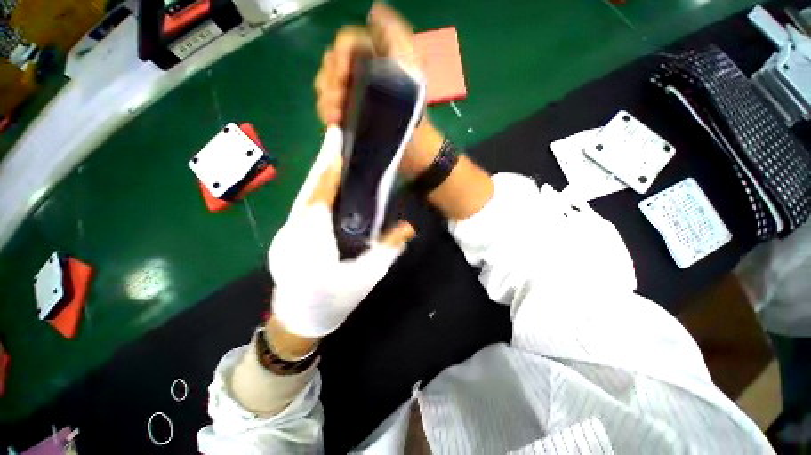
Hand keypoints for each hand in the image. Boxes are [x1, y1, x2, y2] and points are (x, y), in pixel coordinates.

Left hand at [268, 128, 415, 337]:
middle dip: (321, 162)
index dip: (326, 170)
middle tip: (336, 137)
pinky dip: (315, 190)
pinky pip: (301, 206)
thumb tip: (409, 226)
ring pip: (302, 196)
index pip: (318, 199)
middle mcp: (292, 234)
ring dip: (318, 175)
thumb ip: (388, 249)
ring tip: (334, 155)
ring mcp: (283, 234)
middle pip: (307, 190)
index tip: (336, 143)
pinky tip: (327, 184)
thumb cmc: (335, 301)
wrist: (300, 320)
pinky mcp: (284, 235)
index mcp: (312, 246)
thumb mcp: (367, 277)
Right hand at [313, 3, 443, 177]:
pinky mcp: (348, 119)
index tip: (345, 70)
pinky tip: (336, 121)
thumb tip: (374, 9)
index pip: (346, 43)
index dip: (341, 53)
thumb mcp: (412, 65)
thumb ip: (396, 33)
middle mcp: (359, 75)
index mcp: (373, 59)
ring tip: (339, 113)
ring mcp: (352, 98)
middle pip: (331, 64)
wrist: (412, 144)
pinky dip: (327, 113)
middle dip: (333, 78)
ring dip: (328, 97)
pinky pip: (327, 110)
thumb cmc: (413, 107)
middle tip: (342, 95)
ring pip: (325, 87)